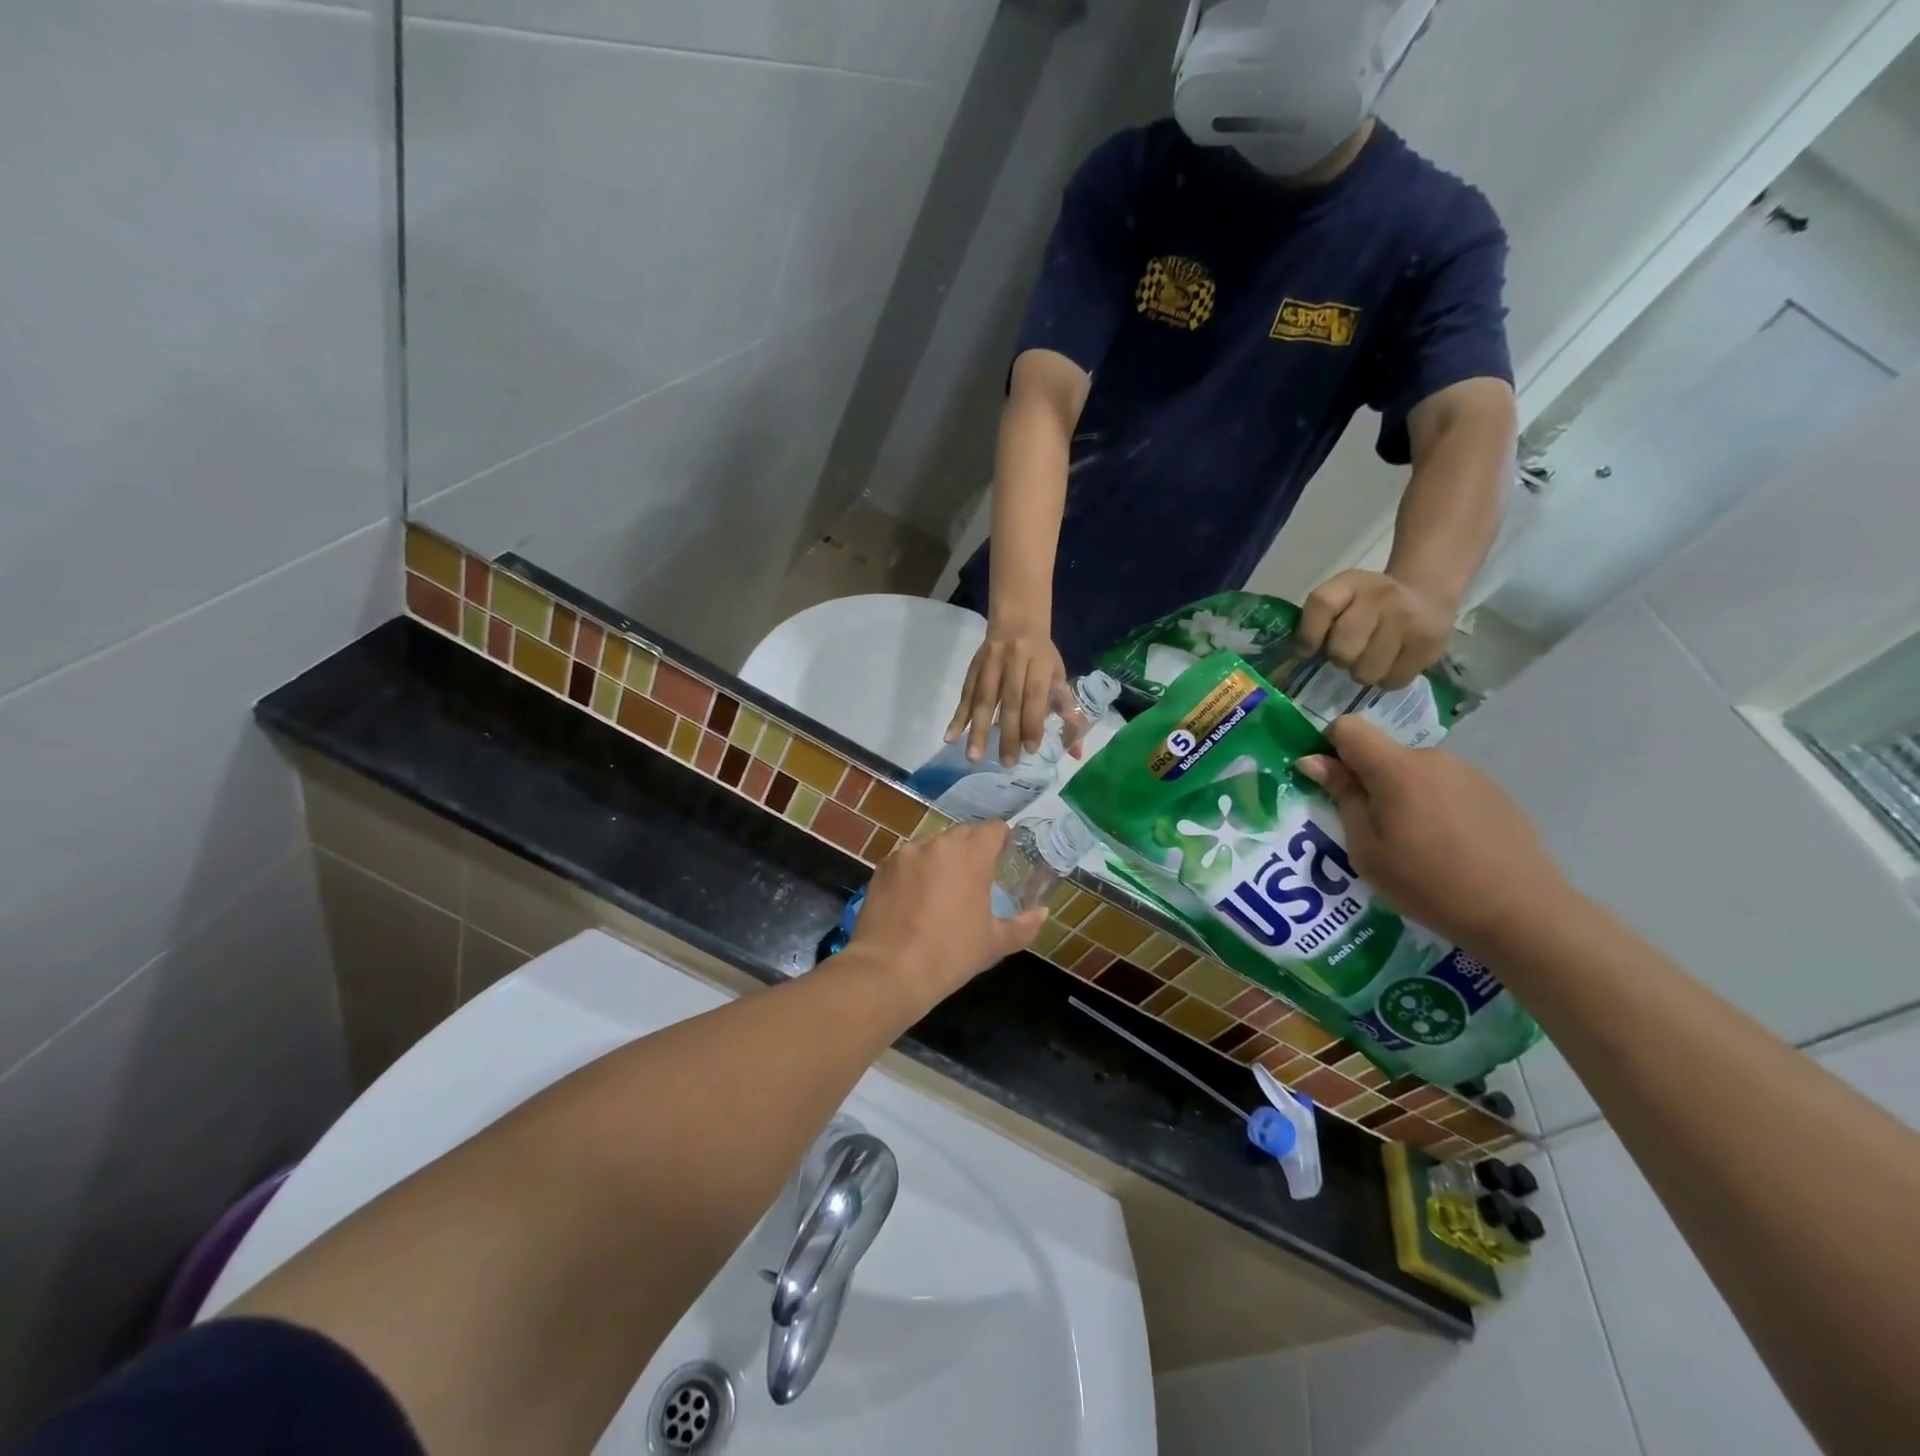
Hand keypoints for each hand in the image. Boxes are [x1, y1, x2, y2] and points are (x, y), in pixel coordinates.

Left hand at [845, 821, 1045, 1006]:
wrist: (889, 971)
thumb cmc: (950, 954)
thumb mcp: (994, 944)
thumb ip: (1023, 925)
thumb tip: (1042, 912)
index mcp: (971, 855)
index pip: (993, 828)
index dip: (1001, 840)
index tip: (1003, 858)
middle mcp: (938, 844)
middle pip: (962, 833)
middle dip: (971, 849)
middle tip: (975, 878)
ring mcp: (906, 853)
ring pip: (931, 846)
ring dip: (941, 860)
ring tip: (940, 891)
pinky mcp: (882, 867)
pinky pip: (906, 860)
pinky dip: (914, 872)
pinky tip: (912, 899)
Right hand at [946, 621, 1072, 765]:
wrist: (1016, 618)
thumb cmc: (1041, 654)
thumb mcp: (1058, 676)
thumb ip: (1067, 713)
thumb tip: (1076, 752)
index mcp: (1038, 663)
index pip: (1034, 695)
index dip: (1032, 721)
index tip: (1031, 749)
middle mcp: (1013, 663)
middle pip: (1009, 701)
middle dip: (1007, 733)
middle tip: (1006, 763)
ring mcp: (990, 665)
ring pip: (983, 699)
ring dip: (977, 729)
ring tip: (973, 756)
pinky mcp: (973, 668)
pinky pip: (965, 694)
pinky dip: (958, 716)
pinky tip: (950, 736)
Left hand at [1296, 570, 1454, 688]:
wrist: (1426, 593)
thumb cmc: (1368, 603)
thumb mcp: (1341, 596)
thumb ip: (1318, 619)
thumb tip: (1301, 655)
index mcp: (1350, 582)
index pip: (1321, 605)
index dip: (1308, 635)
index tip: (1305, 651)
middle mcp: (1381, 596)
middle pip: (1342, 650)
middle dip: (1340, 659)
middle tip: (1349, 653)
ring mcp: (1408, 620)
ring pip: (1366, 672)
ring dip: (1362, 673)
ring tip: (1370, 659)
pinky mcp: (1428, 644)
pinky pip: (1392, 680)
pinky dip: (1386, 679)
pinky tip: (1390, 663)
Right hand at [1297, 716, 1572, 952]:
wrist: (1521, 912)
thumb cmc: (1426, 882)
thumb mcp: (1366, 847)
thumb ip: (1342, 796)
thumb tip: (1313, 760)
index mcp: (1396, 768)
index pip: (1348, 727)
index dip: (1328, 747)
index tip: (1329, 784)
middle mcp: (1433, 759)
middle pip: (1383, 754)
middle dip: (1367, 781)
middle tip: (1371, 831)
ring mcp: (1469, 774)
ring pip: (1414, 773)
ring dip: (1401, 796)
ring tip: (1413, 845)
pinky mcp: (1494, 793)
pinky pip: (1445, 788)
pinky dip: (1433, 807)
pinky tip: (1447, 848)